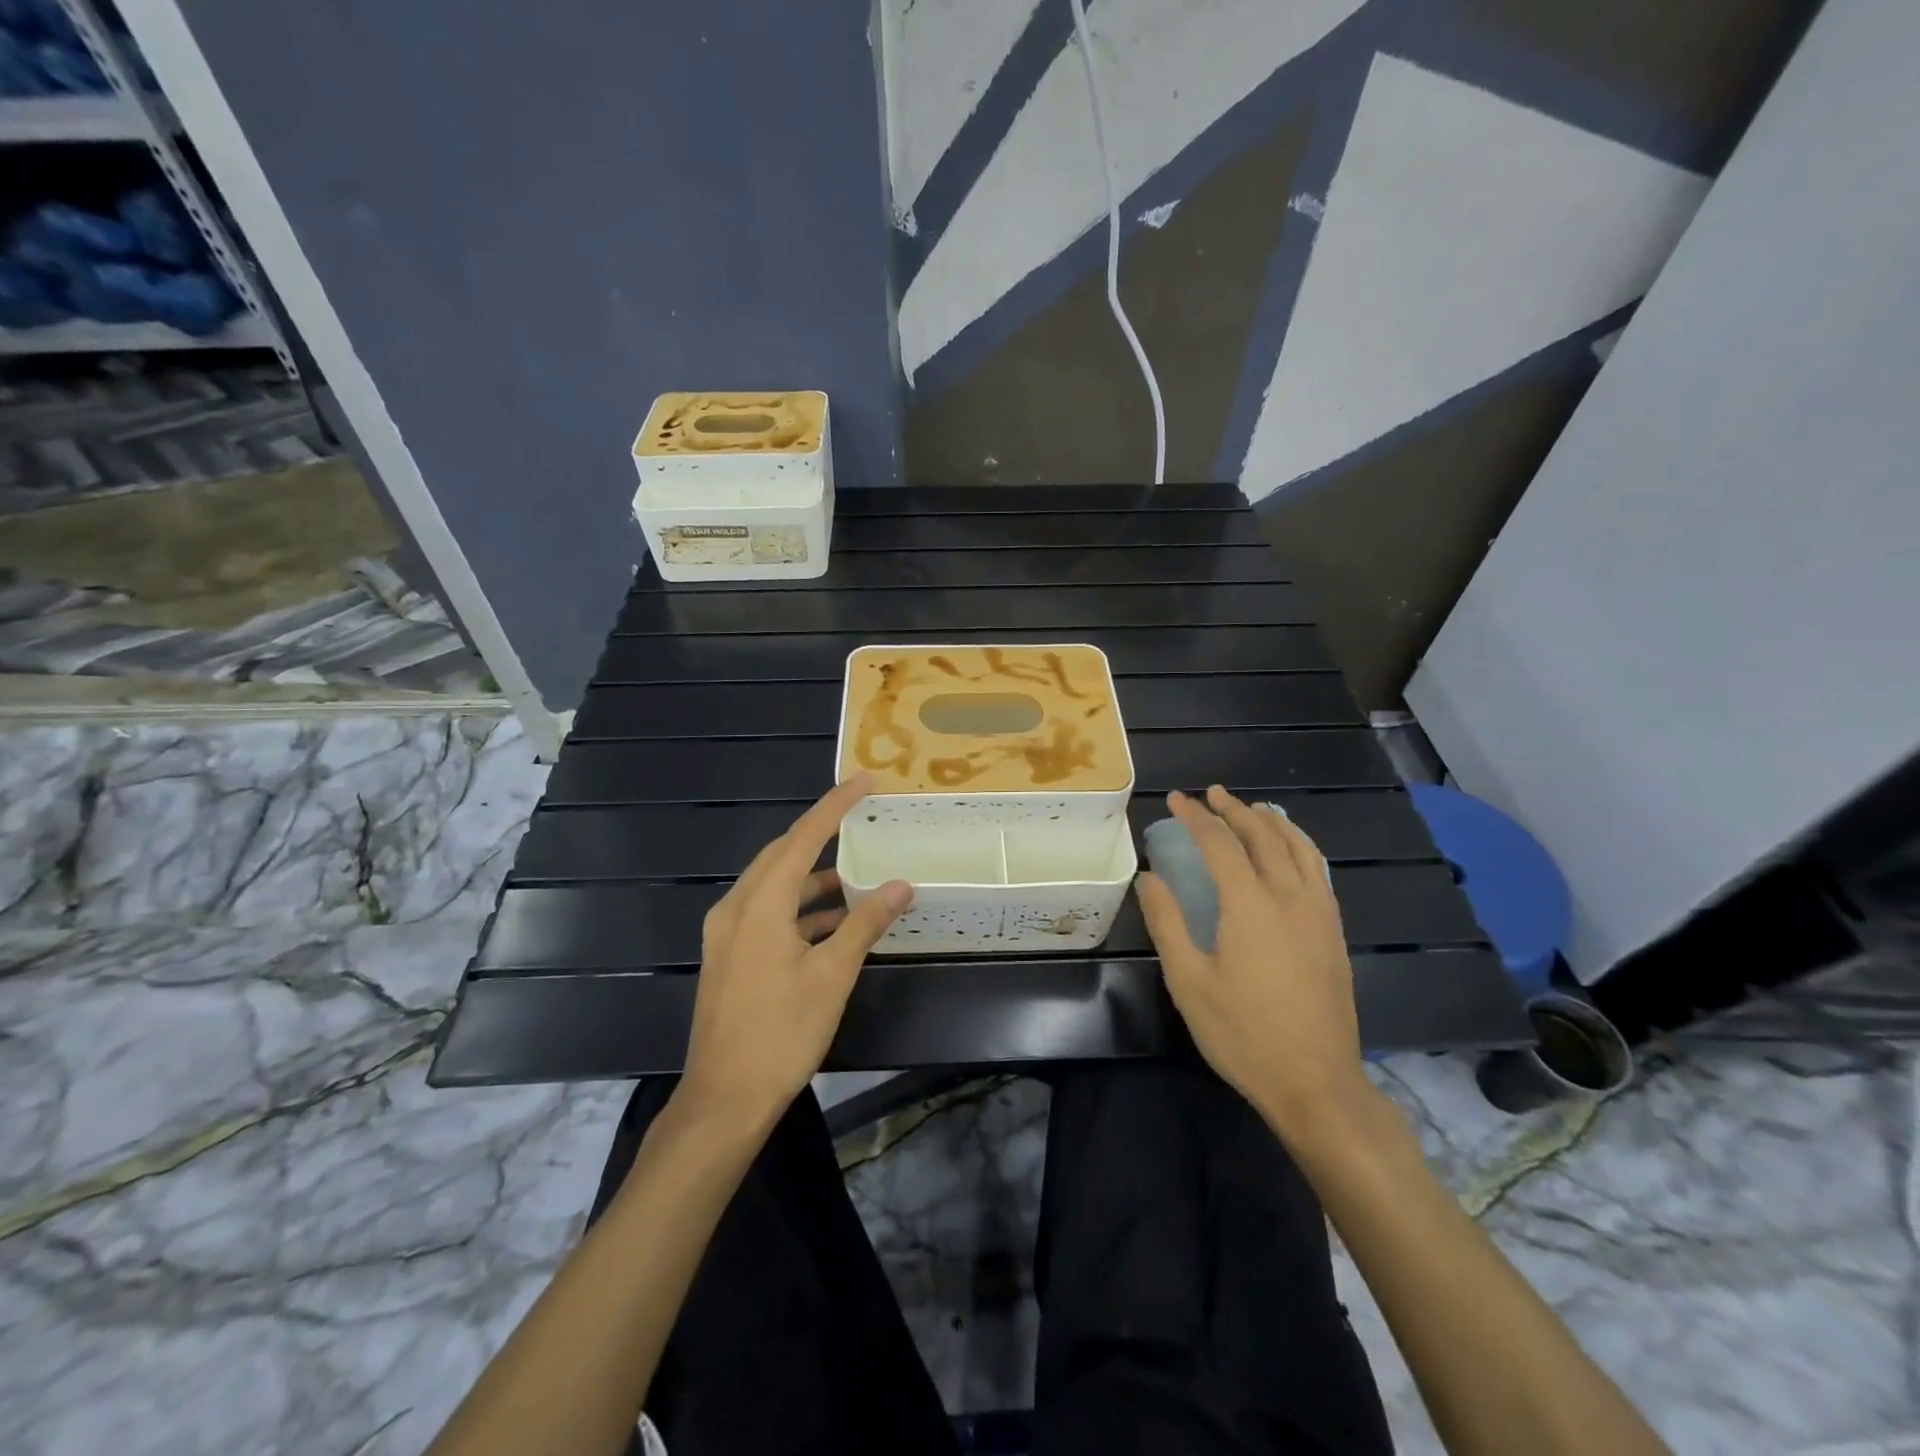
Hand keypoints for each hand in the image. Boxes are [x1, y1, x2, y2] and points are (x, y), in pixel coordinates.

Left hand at [679, 775, 912, 1125]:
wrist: (723, 1100)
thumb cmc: (781, 1034)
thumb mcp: (831, 976)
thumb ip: (864, 924)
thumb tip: (899, 885)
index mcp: (759, 906)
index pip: (802, 839)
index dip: (833, 807)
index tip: (862, 781)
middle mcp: (736, 909)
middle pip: (781, 855)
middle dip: (820, 834)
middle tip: (859, 818)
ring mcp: (727, 934)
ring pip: (774, 886)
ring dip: (813, 878)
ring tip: (855, 874)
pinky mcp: (729, 956)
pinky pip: (767, 913)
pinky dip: (800, 909)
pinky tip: (833, 923)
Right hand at [1135, 786, 1369, 1142]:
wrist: (1316, 1083)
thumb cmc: (1242, 1034)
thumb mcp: (1189, 981)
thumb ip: (1167, 922)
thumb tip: (1148, 877)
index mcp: (1250, 904)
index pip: (1220, 843)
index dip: (1196, 817)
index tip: (1176, 799)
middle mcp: (1289, 896)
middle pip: (1263, 835)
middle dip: (1234, 809)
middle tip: (1210, 794)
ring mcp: (1319, 913)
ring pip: (1299, 847)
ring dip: (1272, 821)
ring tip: (1251, 809)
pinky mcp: (1334, 932)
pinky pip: (1318, 870)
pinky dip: (1300, 845)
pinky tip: (1290, 851)